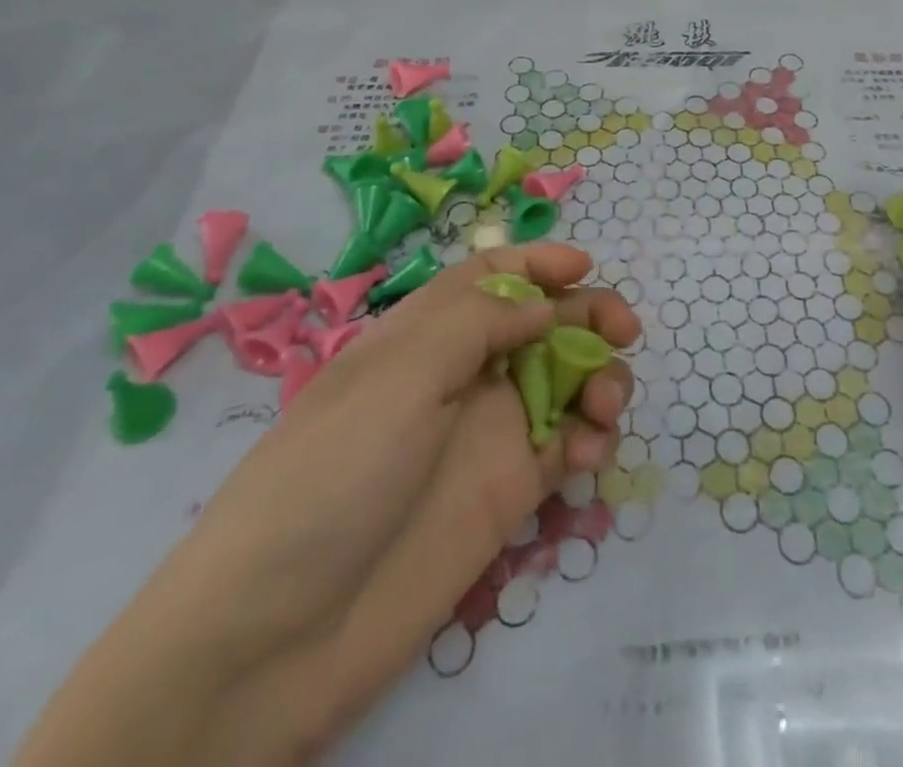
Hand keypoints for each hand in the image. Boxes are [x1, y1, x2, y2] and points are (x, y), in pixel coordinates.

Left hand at [15, 243, 639, 766]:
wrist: (277, 640)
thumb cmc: (332, 475)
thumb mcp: (398, 375)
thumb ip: (480, 322)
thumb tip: (545, 305)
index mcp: (426, 334)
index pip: (490, 276)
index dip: (537, 262)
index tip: (583, 265)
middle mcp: (463, 375)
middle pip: (541, 322)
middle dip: (587, 315)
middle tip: (625, 331)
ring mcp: (489, 434)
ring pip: (565, 381)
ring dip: (598, 377)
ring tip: (605, 406)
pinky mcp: (509, 492)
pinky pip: (567, 445)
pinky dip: (590, 437)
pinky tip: (587, 453)